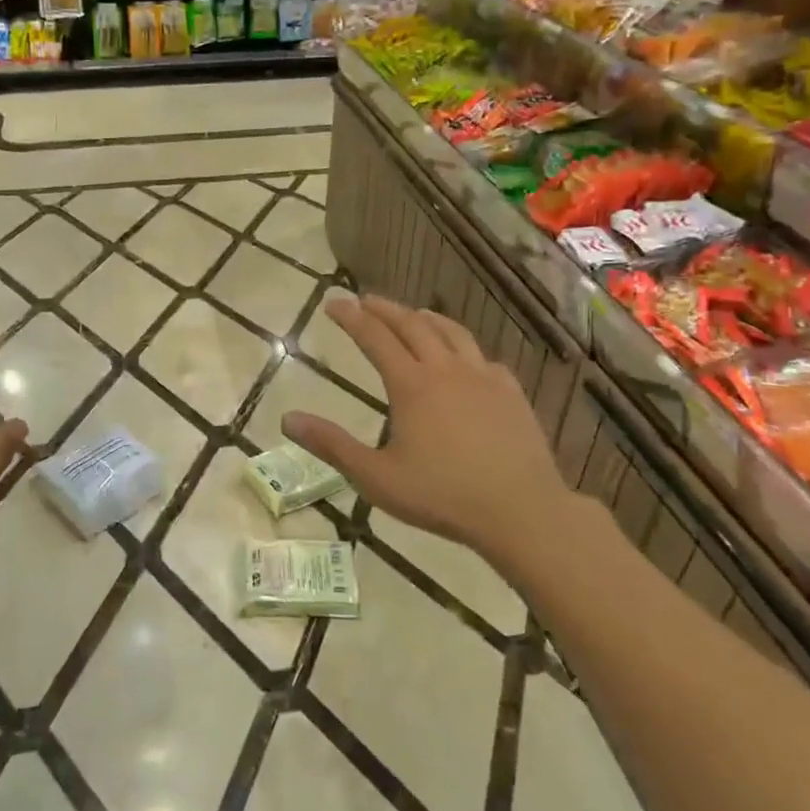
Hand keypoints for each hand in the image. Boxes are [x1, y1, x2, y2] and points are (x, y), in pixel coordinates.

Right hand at [282, 295, 572, 560]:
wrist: (522, 510)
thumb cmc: (442, 496)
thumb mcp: (376, 477)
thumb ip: (331, 445)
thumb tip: (287, 418)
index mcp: (412, 385)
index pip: (375, 338)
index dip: (351, 317)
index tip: (333, 302)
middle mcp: (446, 369)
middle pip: (412, 325)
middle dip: (385, 309)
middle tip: (365, 299)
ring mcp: (483, 377)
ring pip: (452, 332)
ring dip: (426, 318)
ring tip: (413, 314)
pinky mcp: (510, 392)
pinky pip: (483, 357)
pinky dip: (464, 348)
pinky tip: (465, 359)